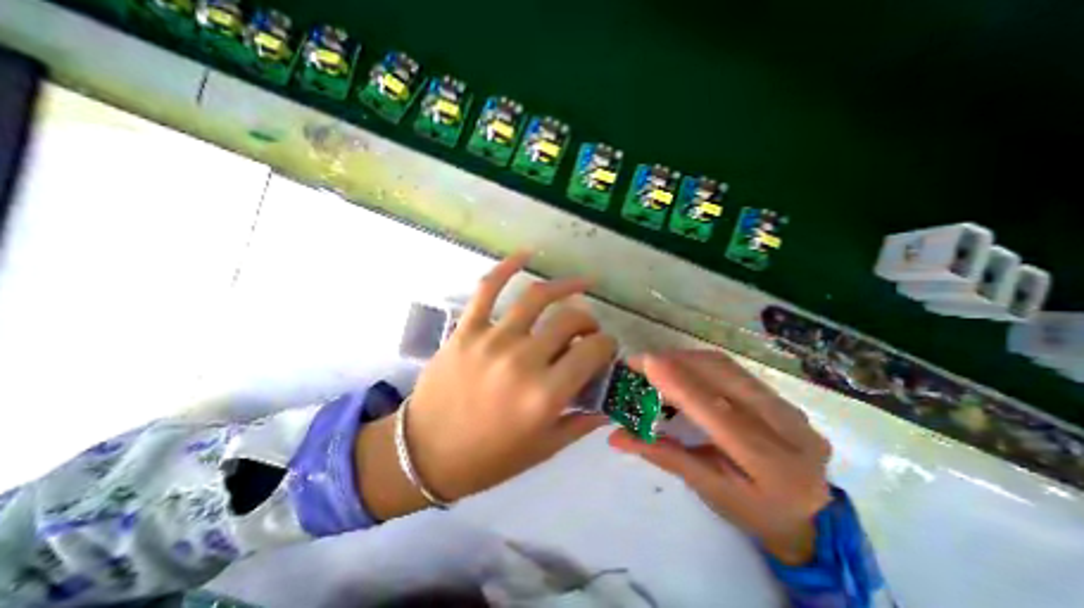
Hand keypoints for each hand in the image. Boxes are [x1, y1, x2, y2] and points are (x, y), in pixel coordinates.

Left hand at [354, 251, 607, 516]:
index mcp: (545, 394)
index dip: (607, 345)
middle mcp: (523, 360)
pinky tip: (526, 254)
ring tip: (581, 285)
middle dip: (589, 321)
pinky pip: (488, 287)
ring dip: (565, 287)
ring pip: (537, 297)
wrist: (424, 454)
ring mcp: (492, 339)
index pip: (592, 351)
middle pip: (569, 320)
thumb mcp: (543, 448)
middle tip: (588, 329)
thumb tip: (608, 399)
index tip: (605, 348)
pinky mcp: (467, 329)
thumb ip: (580, 422)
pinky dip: (508, 266)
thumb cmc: (487, 458)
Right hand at [608, 353, 832, 563]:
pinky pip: (733, 369)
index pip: (719, 413)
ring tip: (656, 363)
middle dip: (677, 362)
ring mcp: (789, 407)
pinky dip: (700, 363)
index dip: (680, 383)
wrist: (808, 517)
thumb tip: (616, 436)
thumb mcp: (707, 490)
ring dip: (686, 359)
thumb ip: (663, 456)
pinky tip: (681, 368)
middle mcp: (788, 428)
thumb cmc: (751, 511)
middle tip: (641, 362)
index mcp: (771, 464)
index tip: (645, 362)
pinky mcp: (781, 396)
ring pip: (728, 367)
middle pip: (724, 377)